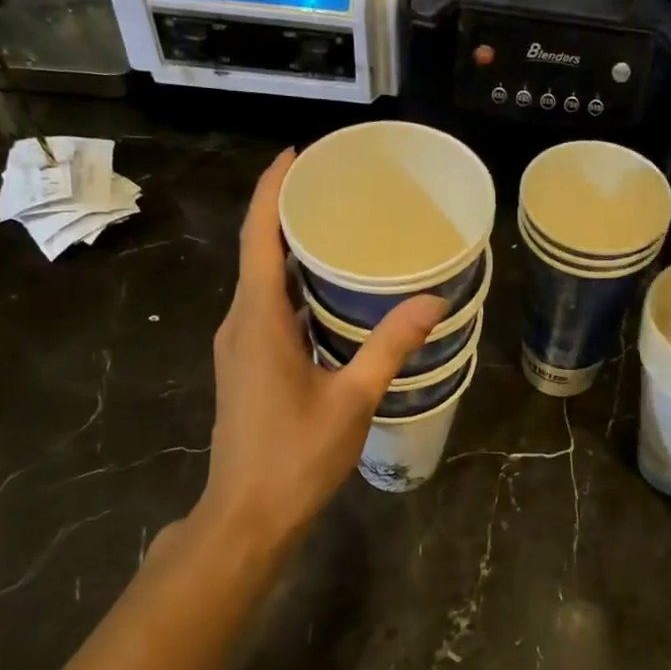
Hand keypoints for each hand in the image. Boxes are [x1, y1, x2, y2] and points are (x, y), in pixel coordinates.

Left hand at [193, 150, 444, 553]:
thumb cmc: (297, 456)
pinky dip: (293, 288)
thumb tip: (432, 300)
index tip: (297, 154)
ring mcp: (238, 347)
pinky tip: (329, 295)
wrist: (248, 515)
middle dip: (288, 214)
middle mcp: (239, 324)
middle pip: (257, 252)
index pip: (258, 237)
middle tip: (336, 189)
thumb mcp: (352, 399)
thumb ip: (389, 346)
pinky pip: (266, 310)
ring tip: (339, 231)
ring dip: (291, 253)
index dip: (272, 190)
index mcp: (258, 321)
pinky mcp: (245, 366)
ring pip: (261, 283)